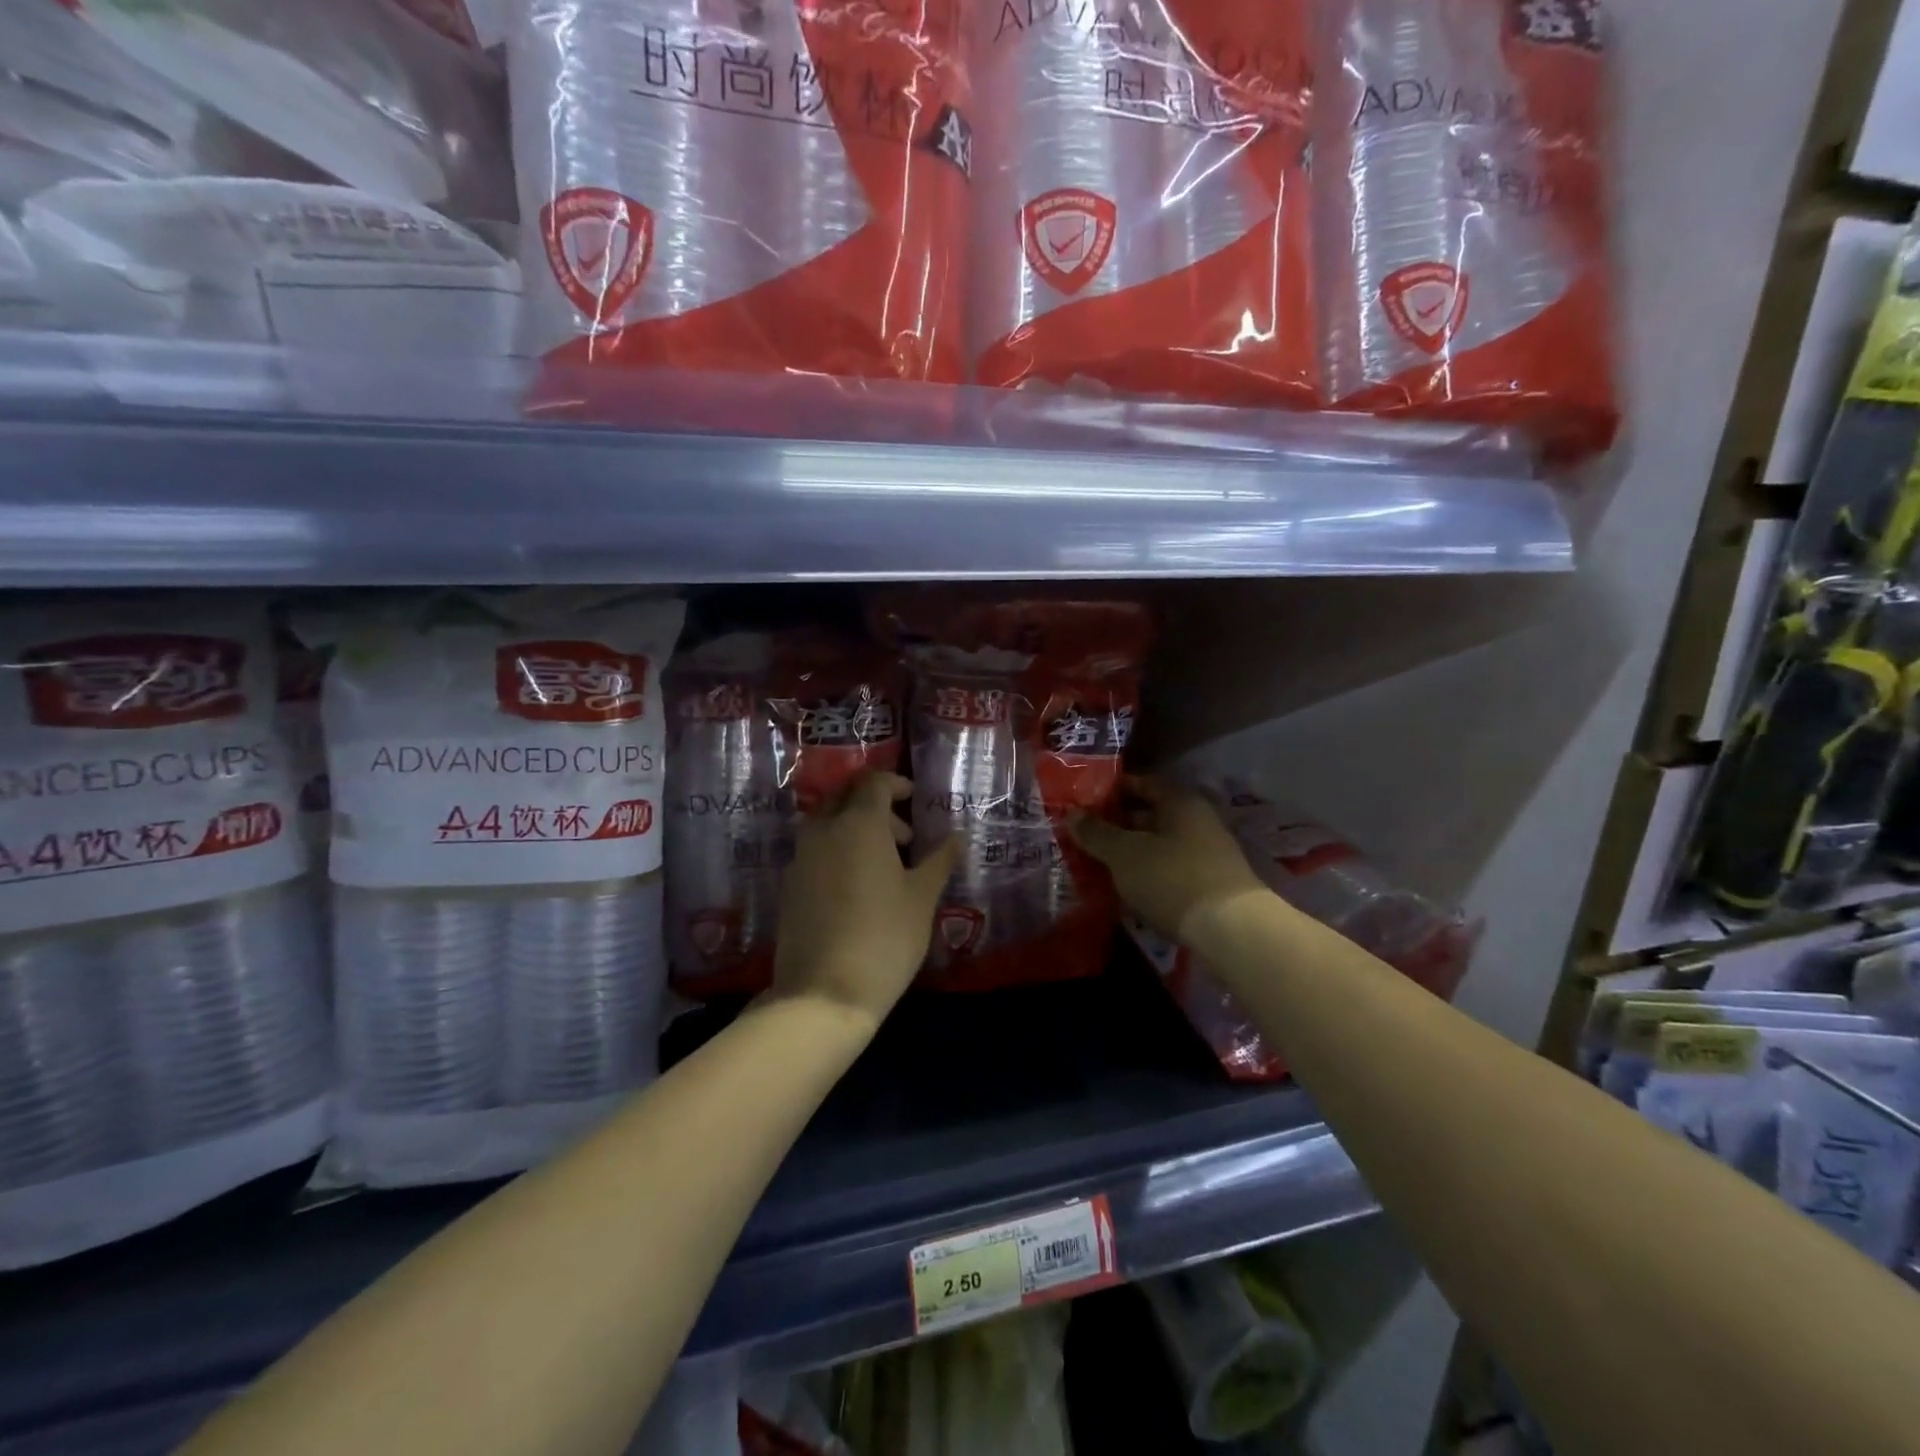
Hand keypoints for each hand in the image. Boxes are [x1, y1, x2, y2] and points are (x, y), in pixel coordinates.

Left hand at [773, 772, 959, 1030]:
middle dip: (875, 806)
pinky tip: (858, 888)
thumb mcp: (922, 898)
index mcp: (858, 824)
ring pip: (827, 823)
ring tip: (885, 866)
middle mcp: (823, 831)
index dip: (896, 784)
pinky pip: (815, 850)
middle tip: (904, 837)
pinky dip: (837, 851)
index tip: (914, 800)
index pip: (873, 783)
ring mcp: (801, 858)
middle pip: (845, 797)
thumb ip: (939, 861)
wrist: (823, 993)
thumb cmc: (885, 938)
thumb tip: (957, 837)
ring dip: (855, 829)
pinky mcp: (789, 885)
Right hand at [1071, 777, 1269, 944]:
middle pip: (1152, 814)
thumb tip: (1072, 814)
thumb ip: (1096, 833)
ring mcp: (1208, 853)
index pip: (1143, 783)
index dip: (1113, 789)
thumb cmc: (1172, 878)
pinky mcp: (1210, 884)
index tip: (1085, 799)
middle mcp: (1198, 820)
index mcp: (1180, 801)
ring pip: (1160, 844)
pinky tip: (1127, 887)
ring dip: (1133, 851)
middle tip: (1086, 833)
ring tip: (1099, 862)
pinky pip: (1170, 868)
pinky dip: (1149, 872)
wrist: (1231, 930)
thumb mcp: (1124, 854)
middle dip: (1119, 823)